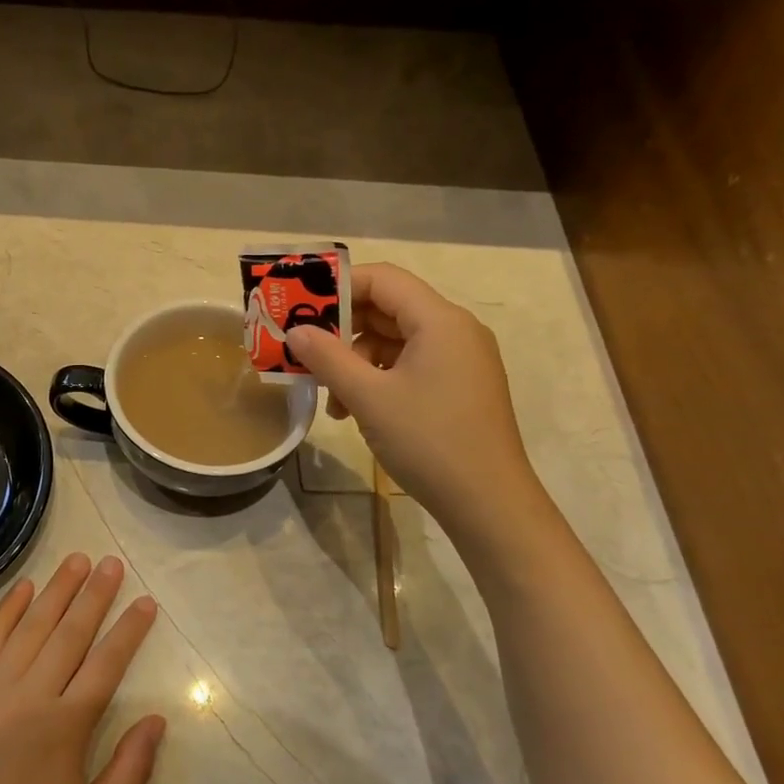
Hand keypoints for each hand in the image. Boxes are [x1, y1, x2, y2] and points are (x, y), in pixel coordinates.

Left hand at [0, 554, 163, 783]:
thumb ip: (130, 773)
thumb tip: (158, 720)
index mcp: (65, 728)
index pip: (107, 663)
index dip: (130, 630)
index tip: (146, 601)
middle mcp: (29, 696)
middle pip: (70, 633)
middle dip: (96, 595)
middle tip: (113, 562)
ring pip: (31, 627)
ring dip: (57, 591)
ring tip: (78, 561)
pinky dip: (7, 611)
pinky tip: (24, 589)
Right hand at [285, 263, 542, 539]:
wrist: (488, 503)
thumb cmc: (428, 441)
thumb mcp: (368, 397)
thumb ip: (327, 358)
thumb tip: (294, 331)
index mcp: (440, 321)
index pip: (383, 279)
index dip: (337, 287)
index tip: (298, 306)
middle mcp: (454, 331)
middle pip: (387, 308)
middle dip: (341, 329)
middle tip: (303, 350)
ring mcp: (459, 360)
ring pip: (394, 341)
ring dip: (354, 361)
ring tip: (329, 397)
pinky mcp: (457, 387)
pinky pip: (408, 366)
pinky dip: (376, 379)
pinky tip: (355, 410)